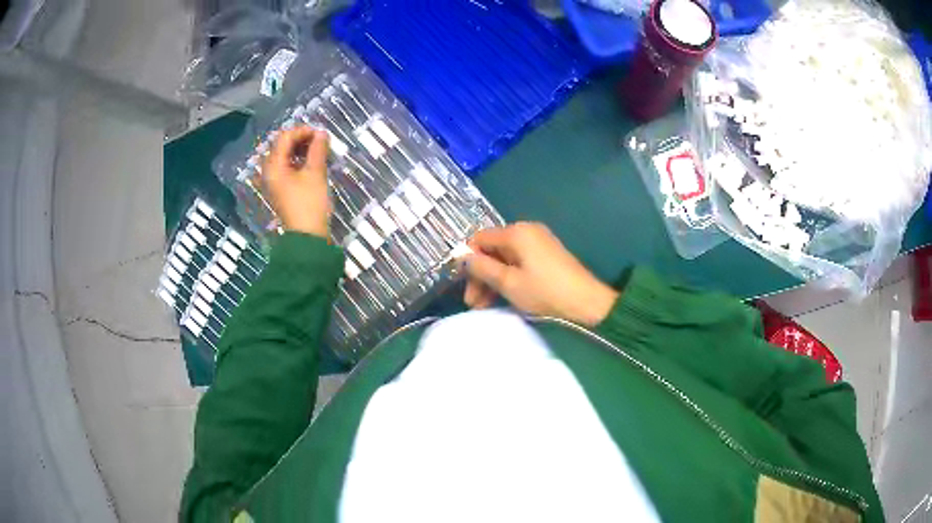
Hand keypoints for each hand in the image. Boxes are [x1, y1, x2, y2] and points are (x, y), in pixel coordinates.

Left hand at [262, 127, 330, 237]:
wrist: (307, 237)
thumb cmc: (309, 204)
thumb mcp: (315, 173)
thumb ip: (318, 149)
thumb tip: (322, 133)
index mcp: (273, 166)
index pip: (284, 137)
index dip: (303, 131)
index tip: (321, 133)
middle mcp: (269, 171)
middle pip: (282, 145)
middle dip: (301, 139)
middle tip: (320, 140)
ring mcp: (273, 181)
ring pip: (284, 156)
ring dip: (300, 149)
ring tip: (319, 150)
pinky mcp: (280, 188)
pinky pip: (286, 167)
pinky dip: (298, 160)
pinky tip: (311, 162)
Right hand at [464, 222, 618, 326]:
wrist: (586, 303)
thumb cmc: (544, 292)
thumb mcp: (508, 283)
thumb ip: (482, 268)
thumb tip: (462, 256)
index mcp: (516, 232)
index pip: (479, 239)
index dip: (468, 261)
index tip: (463, 286)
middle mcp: (526, 231)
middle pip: (492, 250)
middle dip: (480, 276)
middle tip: (473, 303)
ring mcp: (538, 242)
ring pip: (505, 259)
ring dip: (493, 281)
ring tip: (484, 307)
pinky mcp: (546, 255)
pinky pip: (519, 263)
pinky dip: (508, 279)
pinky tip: (503, 298)